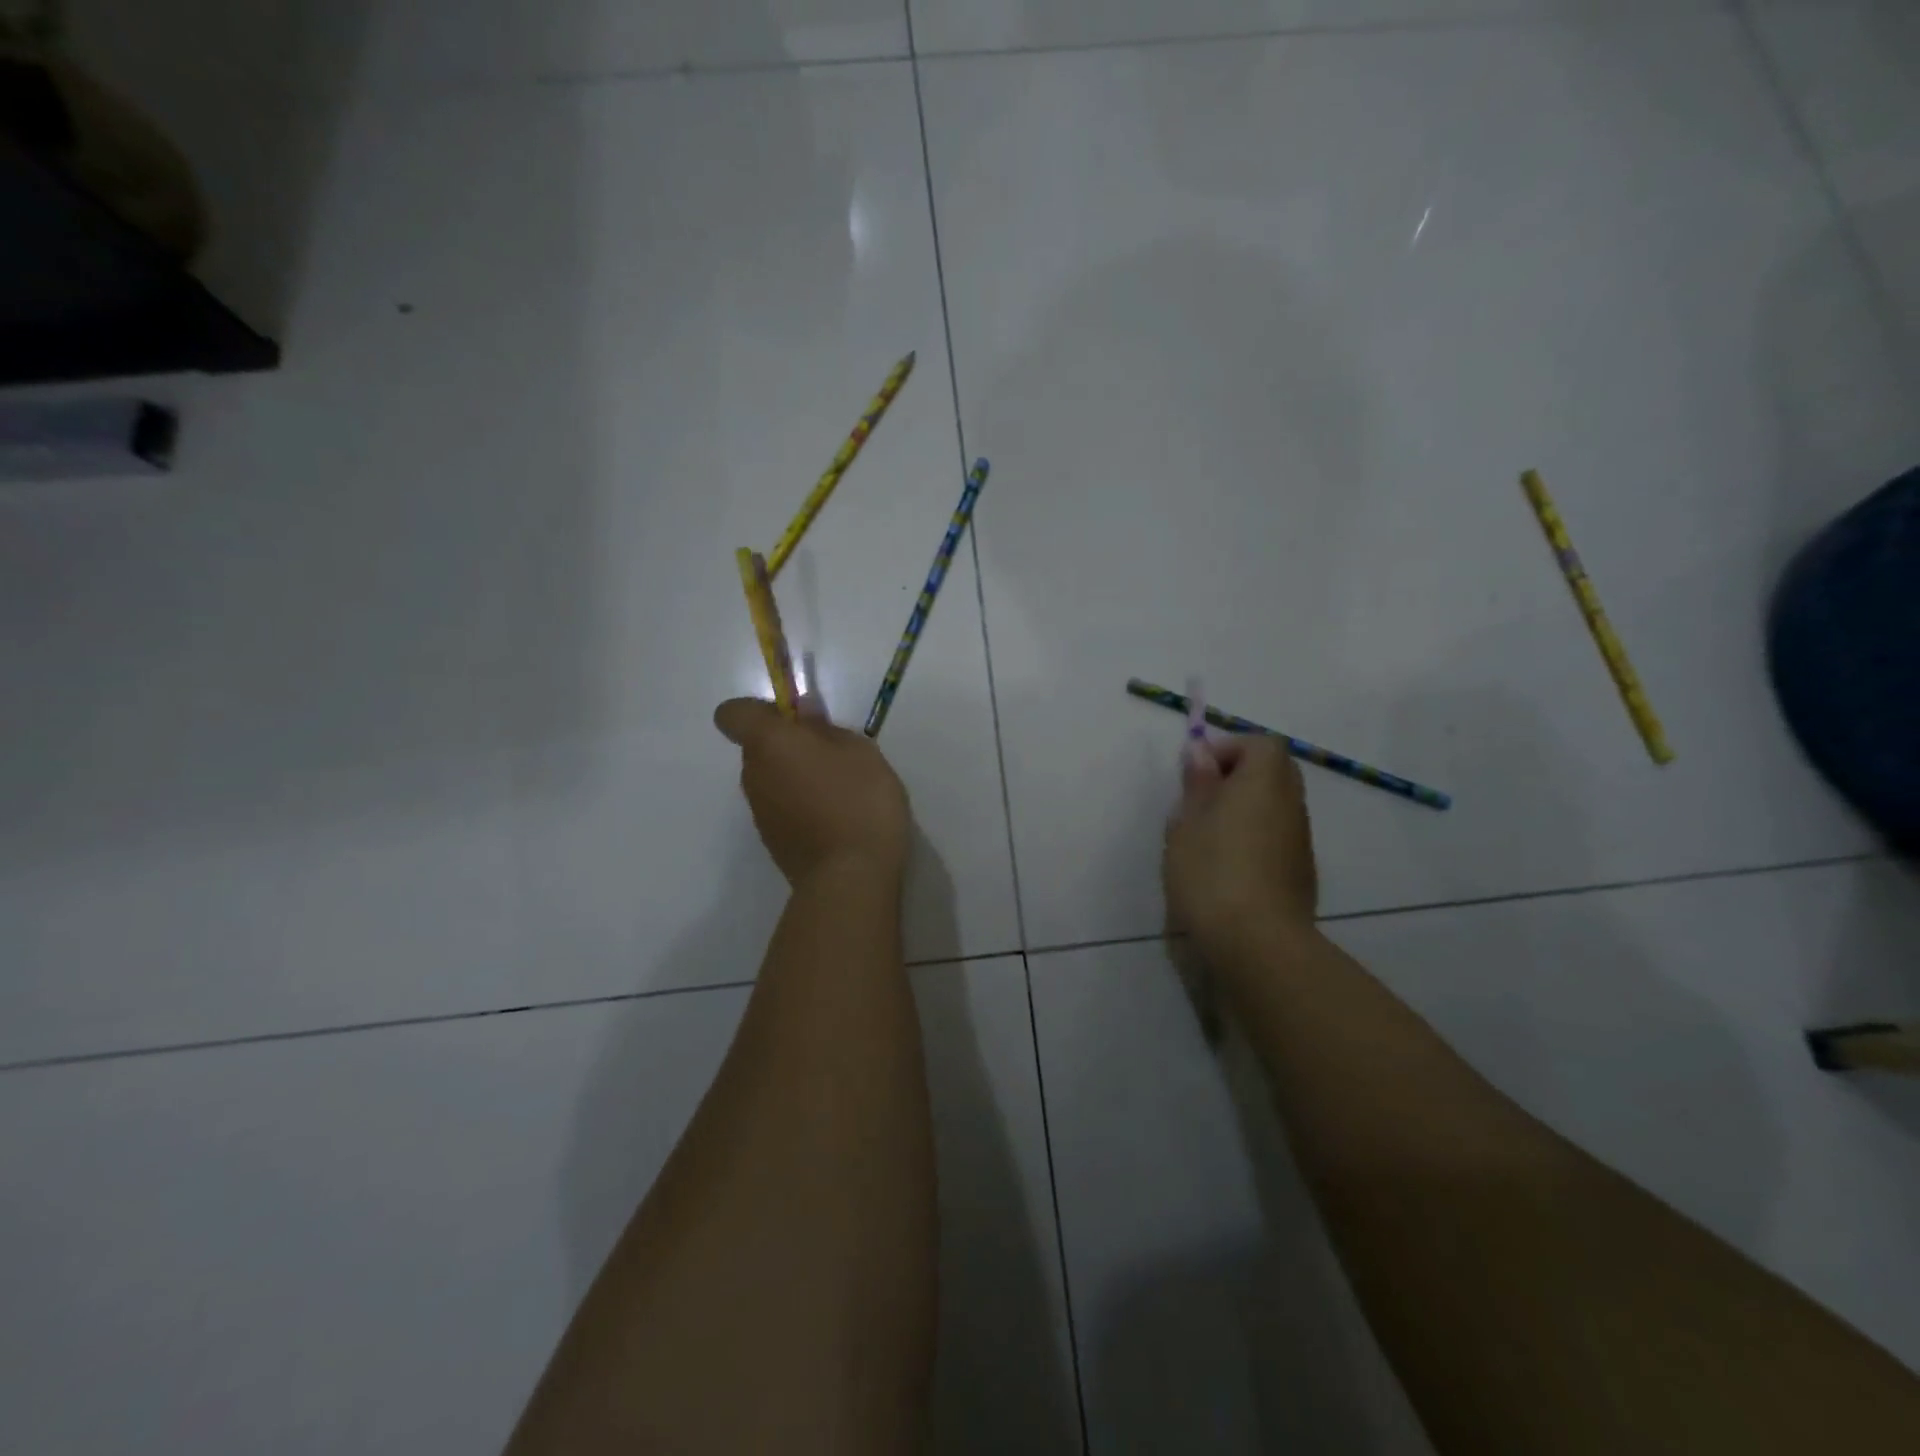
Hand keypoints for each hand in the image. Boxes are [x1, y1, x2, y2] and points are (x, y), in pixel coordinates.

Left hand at [714, 696, 912, 887]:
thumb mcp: (858, 751)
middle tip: (833, 756)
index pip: (733, 714)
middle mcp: (753, 774)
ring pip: (770, 778)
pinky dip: (800, 805)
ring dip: (795, 776)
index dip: (760, 711)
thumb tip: (804, 712)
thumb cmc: (858, 800)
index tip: (797, 720)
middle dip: (788, 744)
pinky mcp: (771, 840)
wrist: (849, 877)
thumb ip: (826, 728)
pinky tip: (835, 819)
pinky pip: (780, 807)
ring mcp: (759, 811)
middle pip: (757, 747)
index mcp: (769, 743)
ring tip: (839, 791)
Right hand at [1164, 735, 1319, 973]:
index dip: (1229, 749)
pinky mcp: (1301, 873)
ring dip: (1247, 809)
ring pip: (1276, 806)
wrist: (1256, 943)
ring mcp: (1300, 840)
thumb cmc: (1212, 873)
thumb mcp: (1187, 823)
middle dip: (1239, 776)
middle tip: (1202, 802)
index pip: (1260, 744)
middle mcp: (1291, 804)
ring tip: (1208, 838)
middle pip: (1274, 772)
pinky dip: (1256, 837)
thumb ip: (1197, 783)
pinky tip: (1228, 868)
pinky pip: (1278, 836)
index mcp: (1264, 782)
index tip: (1198, 774)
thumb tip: (1201, 752)